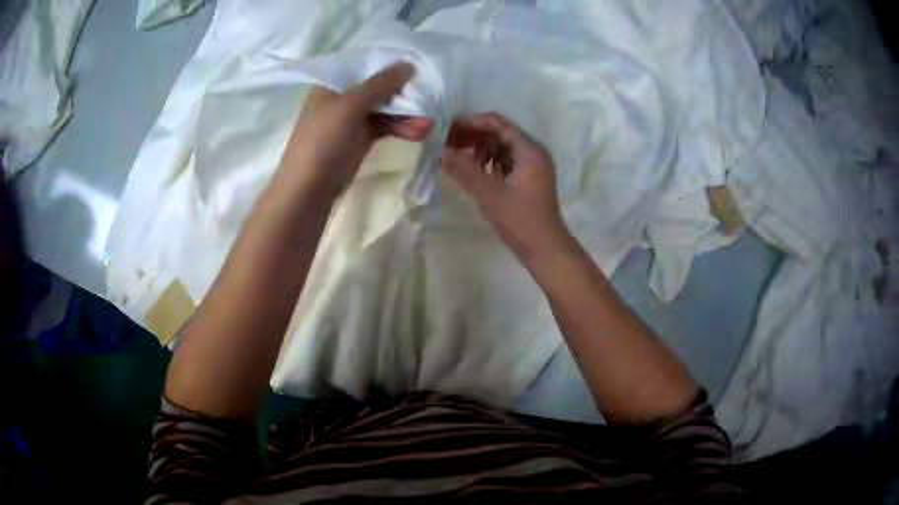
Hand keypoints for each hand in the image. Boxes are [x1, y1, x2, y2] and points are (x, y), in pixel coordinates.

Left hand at [284, 62, 433, 195]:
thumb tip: (409, 64)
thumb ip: (380, 84)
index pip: (366, 65)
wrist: (307, 192)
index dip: (391, 65)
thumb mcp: (350, 106)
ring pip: (384, 109)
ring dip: (407, 115)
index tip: (418, 67)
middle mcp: (342, 98)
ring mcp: (351, 120)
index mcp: (332, 84)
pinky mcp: (360, 140)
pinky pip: (384, 126)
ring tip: (429, 126)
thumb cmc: (322, 143)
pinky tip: (419, 133)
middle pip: (379, 87)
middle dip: (404, 94)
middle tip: (429, 99)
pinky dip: (401, 128)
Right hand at [443, 113, 571, 260]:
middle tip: (450, 146)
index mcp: (529, 151)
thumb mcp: (489, 194)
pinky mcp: (530, 181)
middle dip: (474, 137)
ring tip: (460, 161)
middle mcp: (534, 153)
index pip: (498, 123)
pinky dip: (490, 163)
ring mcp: (534, 168)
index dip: (472, 123)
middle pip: (501, 134)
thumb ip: (464, 170)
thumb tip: (442, 151)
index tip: (450, 131)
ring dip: (481, 150)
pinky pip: (507, 163)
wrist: (545, 249)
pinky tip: (475, 174)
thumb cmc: (520, 220)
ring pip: (503, 148)